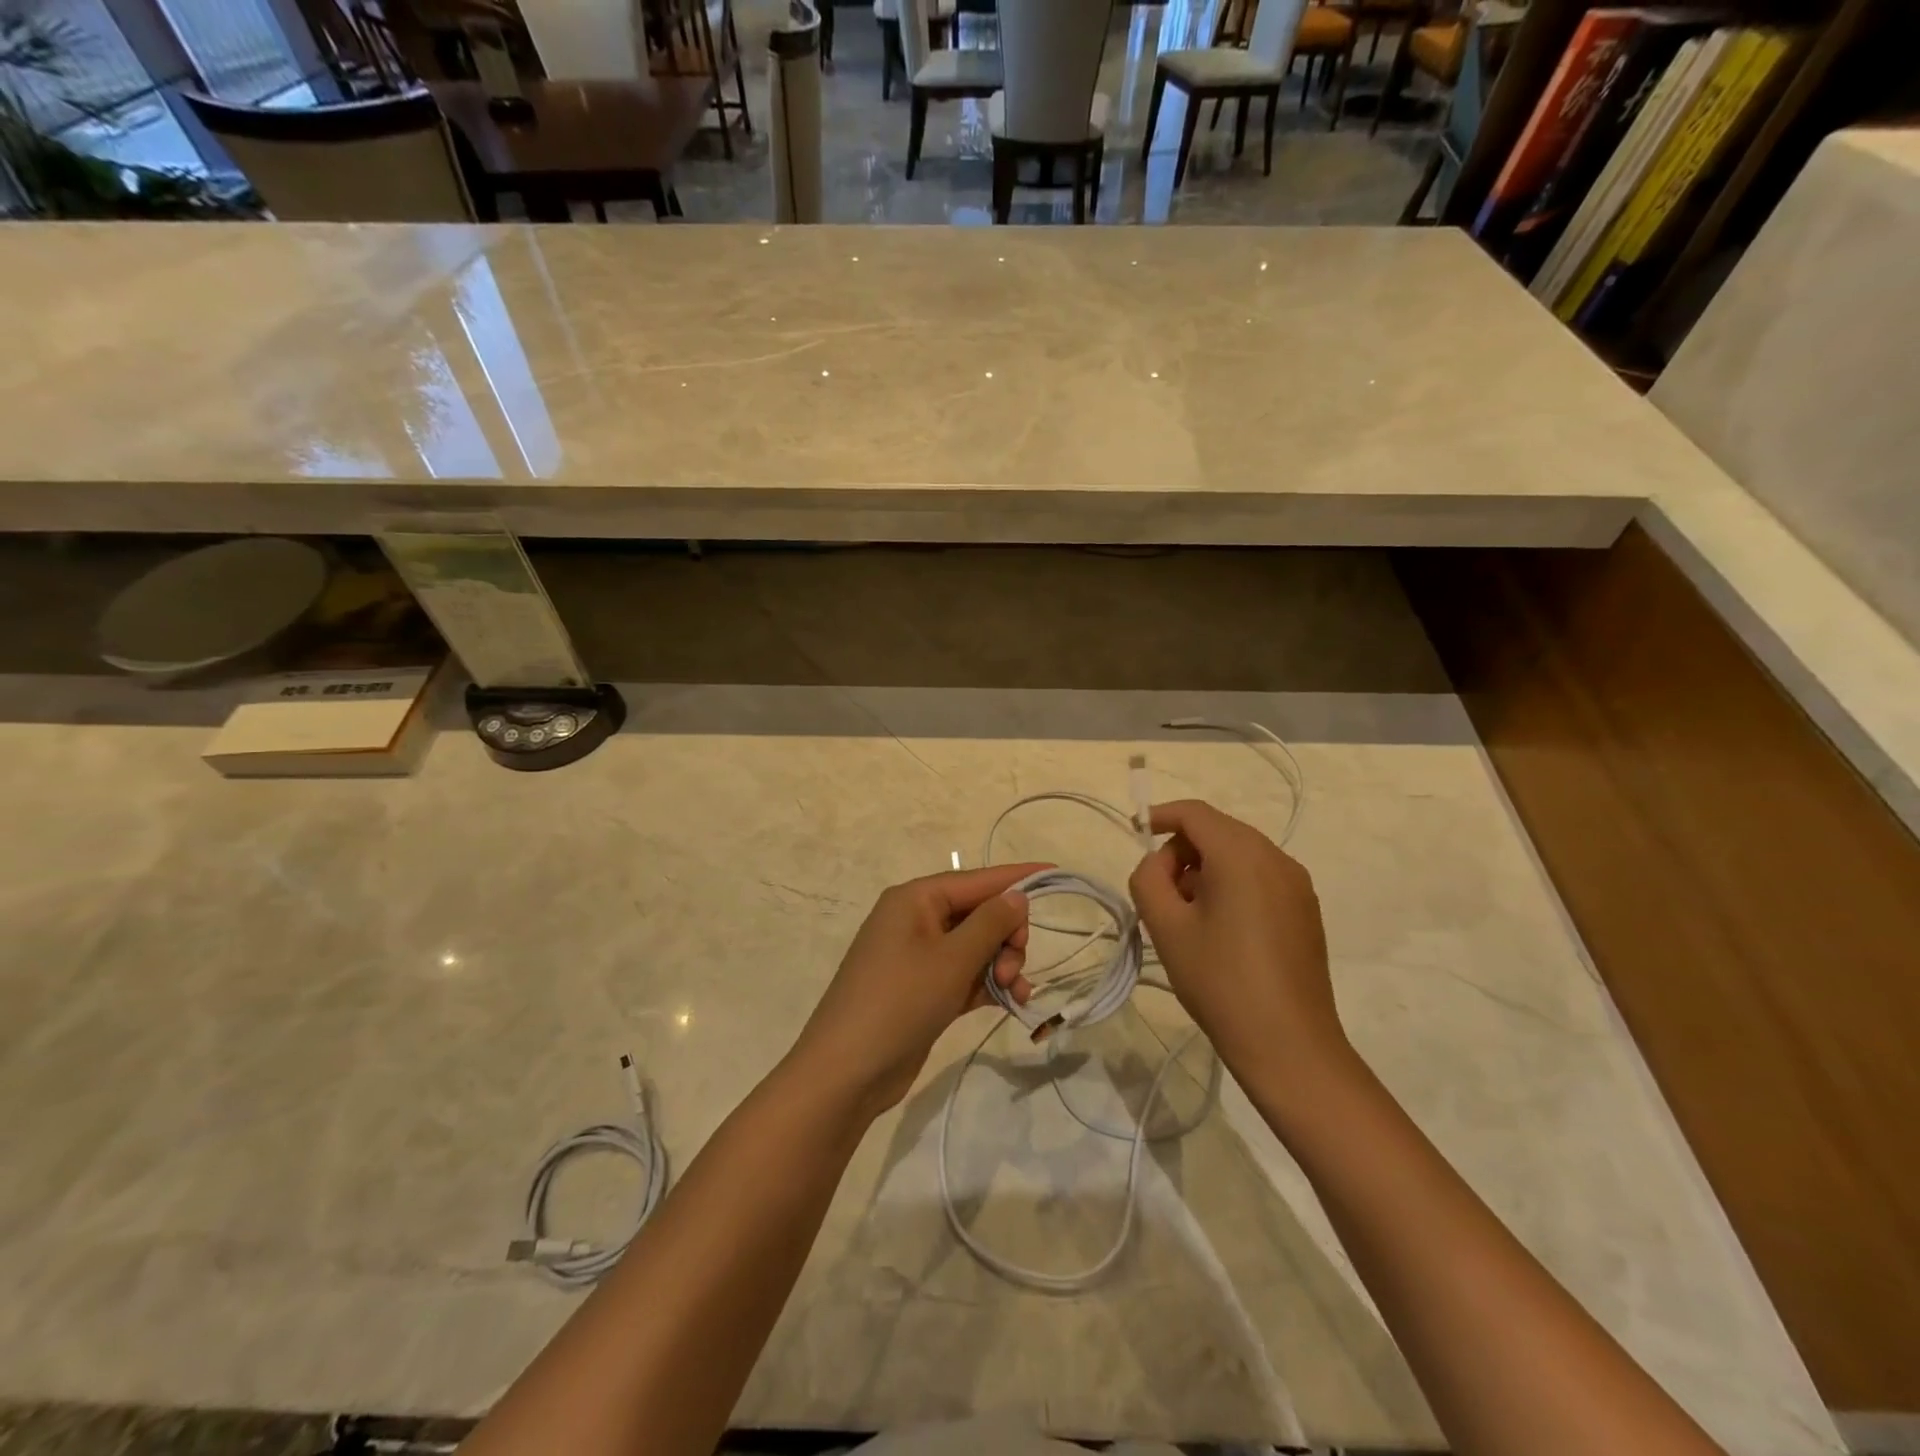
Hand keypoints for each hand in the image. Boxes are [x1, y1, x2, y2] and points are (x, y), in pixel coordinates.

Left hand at [788, 863, 1045, 1121]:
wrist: (847, 1072)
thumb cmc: (900, 1001)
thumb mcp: (951, 959)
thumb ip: (990, 923)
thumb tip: (1017, 895)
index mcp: (915, 899)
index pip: (976, 879)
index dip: (1016, 877)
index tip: (1055, 872)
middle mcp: (916, 920)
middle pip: (978, 913)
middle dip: (1006, 936)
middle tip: (1015, 965)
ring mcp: (917, 957)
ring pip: (975, 947)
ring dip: (1001, 964)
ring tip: (1015, 991)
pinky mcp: (923, 990)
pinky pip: (965, 974)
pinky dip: (988, 984)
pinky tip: (1012, 1001)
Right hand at [1129, 800, 1351, 1092]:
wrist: (1289, 1046)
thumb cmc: (1220, 981)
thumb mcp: (1166, 927)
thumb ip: (1148, 878)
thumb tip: (1160, 863)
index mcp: (1242, 855)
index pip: (1195, 814)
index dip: (1161, 816)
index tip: (1135, 831)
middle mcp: (1276, 858)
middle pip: (1219, 831)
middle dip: (1182, 850)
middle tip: (1159, 891)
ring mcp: (1297, 884)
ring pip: (1240, 854)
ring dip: (1206, 869)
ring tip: (1187, 915)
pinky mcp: (1305, 910)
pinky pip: (1260, 877)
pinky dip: (1231, 884)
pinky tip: (1220, 929)